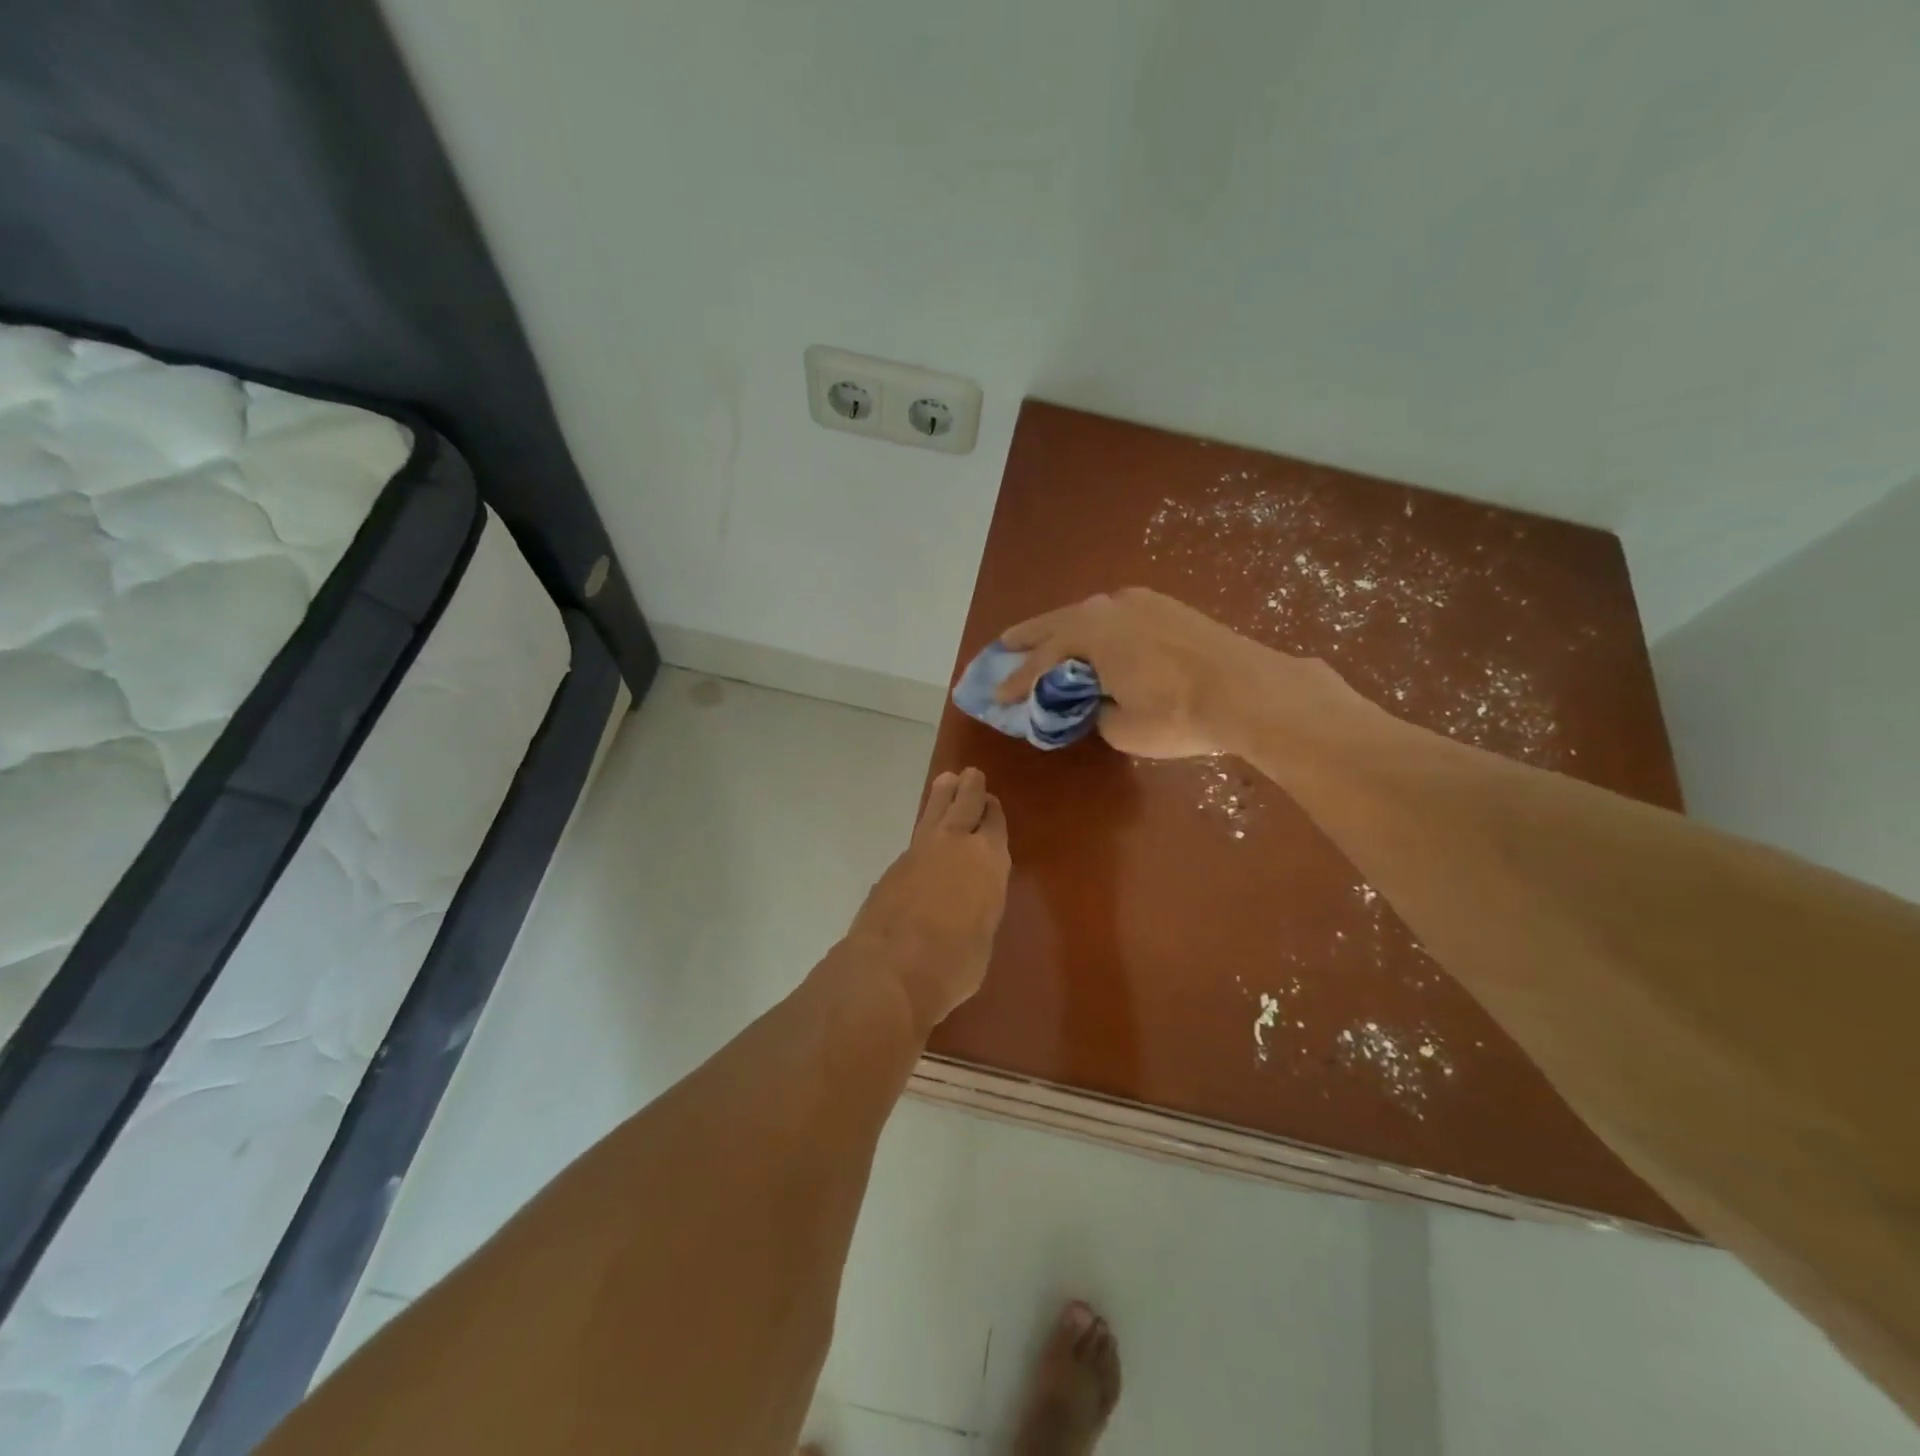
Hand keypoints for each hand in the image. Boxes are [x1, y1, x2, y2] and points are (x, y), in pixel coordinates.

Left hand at [847, 767, 1010, 1030]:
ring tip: (945, 780)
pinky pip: (915, 838)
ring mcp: (919, 851)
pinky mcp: (893, 866)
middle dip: (969, 788)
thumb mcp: (983, 937)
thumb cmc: (955, 962)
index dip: (993, 812)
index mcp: (989, 860)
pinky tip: (924, 839)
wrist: (892, 968)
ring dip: (941, 796)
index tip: (991, 803)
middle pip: (964, 804)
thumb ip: (980, 908)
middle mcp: (955, 845)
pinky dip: (923, 832)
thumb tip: (969, 903)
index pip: (994, 823)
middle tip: (970, 774)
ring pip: (933, 812)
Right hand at [994, 587, 1356, 759]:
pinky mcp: (1166, 606)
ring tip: (1043, 638)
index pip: (1042, 662)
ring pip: (1086, 615)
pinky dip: (1093, 627)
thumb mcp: (1123, 728)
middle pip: (1056, 624)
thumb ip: (1096, 712)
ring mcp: (1139, 602)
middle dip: (1028, 638)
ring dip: (1061, 628)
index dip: (1018, 683)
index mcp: (1090, 635)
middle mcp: (1108, 608)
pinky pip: (1113, 614)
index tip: (998, 697)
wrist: (1250, 690)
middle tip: (1004, 646)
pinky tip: (1094, 636)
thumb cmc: (1178, 714)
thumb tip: (1096, 702)